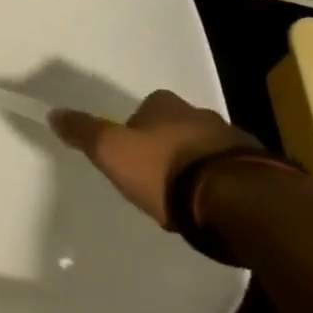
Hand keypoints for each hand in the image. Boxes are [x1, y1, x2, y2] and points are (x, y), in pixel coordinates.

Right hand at [49, 90, 259, 227]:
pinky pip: (231, 172)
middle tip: (156, 178)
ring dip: (196, 166)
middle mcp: (201, 114)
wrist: (236, 199)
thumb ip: (84, 132)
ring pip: (205, 149)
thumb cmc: (165, 170)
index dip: (135, 130)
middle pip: (176, 127)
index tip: (130, 156)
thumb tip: (53, 113)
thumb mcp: (112, 151)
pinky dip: (219, 183)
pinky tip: (212, 206)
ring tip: (185, 198)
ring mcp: (234, 140)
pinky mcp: (259, 169)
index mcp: (166, 105)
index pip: (145, 109)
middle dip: (167, 147)